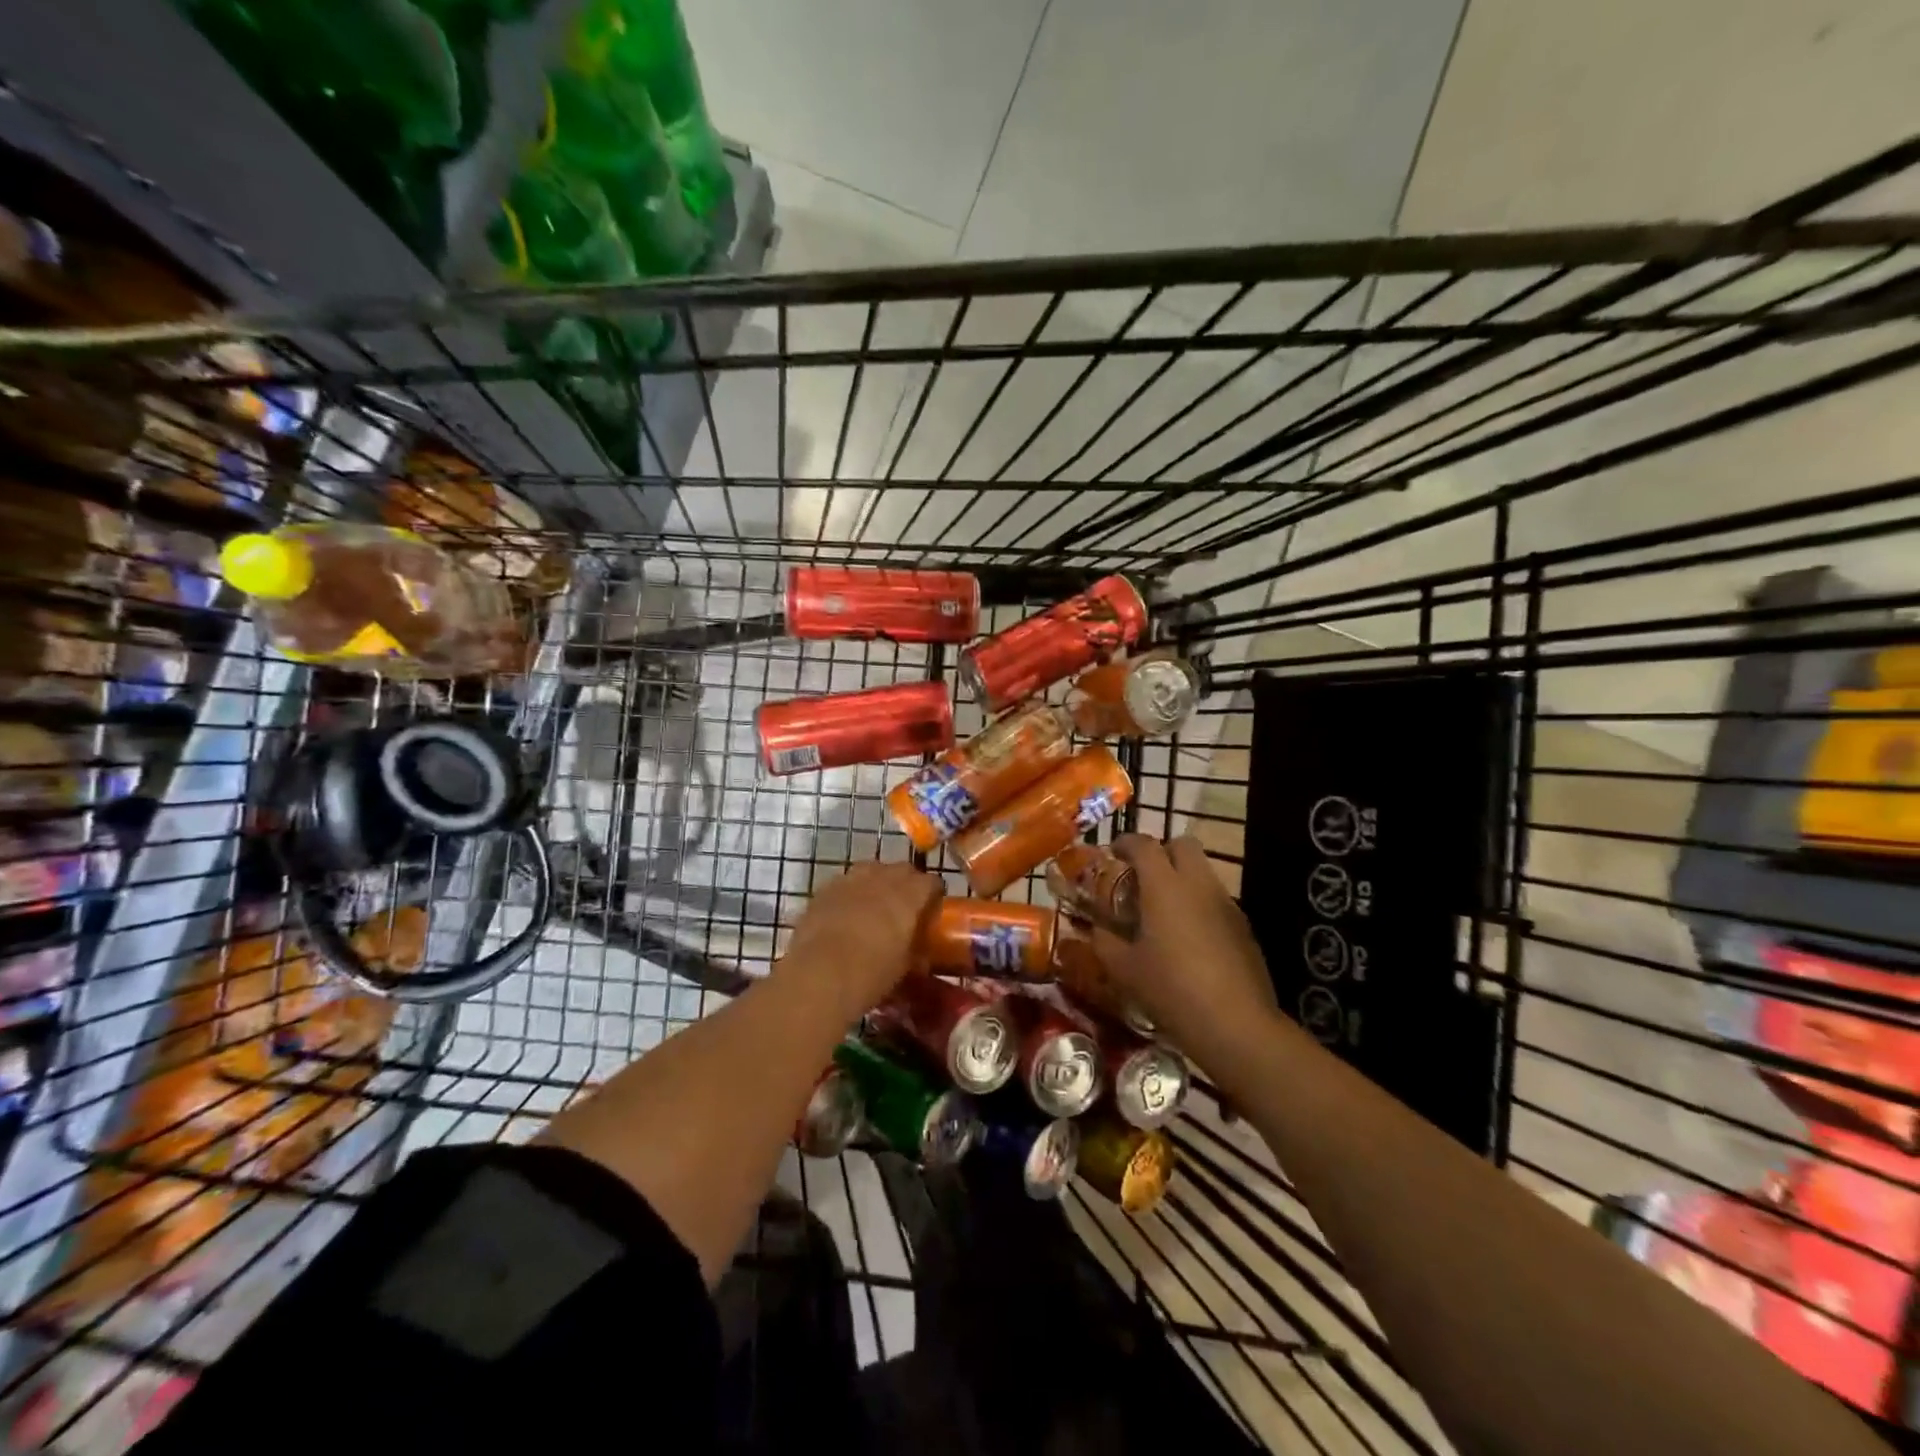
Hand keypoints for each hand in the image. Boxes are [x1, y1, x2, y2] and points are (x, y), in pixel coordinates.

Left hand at [782, 861, 940, 1016]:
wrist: (819, 974)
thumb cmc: (872, 973)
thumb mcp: (905, 968)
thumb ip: (917, 954)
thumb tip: (922, 955)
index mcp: (910, 894)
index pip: (932, 882)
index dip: (934, 896)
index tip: (932, 911)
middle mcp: (882, 877)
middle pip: (903, 871)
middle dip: (907, 885)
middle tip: (905, 910)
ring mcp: (850, 879)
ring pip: (872, 871)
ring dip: (877, 884)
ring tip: (874, 908)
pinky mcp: (824, 889)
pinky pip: (845, 884)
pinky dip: (850, 894)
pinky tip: (845, 915)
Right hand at [1092, 835, 1275, 1062]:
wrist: (1236, 1024)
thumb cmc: (1171, 989)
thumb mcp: (1124, 969)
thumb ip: (1105, 941)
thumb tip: (1097, 929)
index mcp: (1165, 886)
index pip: (1144, 845)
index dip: (1126, 842)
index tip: (1113, 852)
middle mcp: (1198, 884)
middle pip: (1182, 845)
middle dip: (1161, 851)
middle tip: (1142, 876)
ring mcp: (1226, 903)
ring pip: (1202, 871)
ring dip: (1181, 878)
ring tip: (1163, 910)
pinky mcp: (1243, 926)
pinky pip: (1216, 899)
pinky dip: (1198, 904)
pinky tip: (1188, 937)